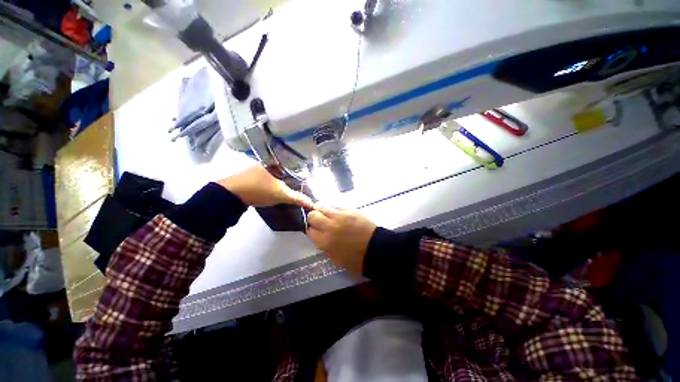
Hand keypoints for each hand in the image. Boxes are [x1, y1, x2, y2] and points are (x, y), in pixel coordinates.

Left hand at [218, 166, 312, 207]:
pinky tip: (276, 191)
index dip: (300, 171)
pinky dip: (273, 185)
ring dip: (282, 182)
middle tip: (301, 185)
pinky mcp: (249, 180)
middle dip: (292, 177)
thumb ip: (298, 198)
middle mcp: (265, 163)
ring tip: (292, 189)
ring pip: (274, 175)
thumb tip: (312, 203)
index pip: (291, 164)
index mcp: (273, 162)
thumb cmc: (259, 189)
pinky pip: (267, 181)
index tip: (307, 178)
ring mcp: (256, 171)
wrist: (230, 195)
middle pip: (283, 170)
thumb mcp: (281, 194)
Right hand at [307, 206, 376, 274]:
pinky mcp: (350, 210)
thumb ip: (324, 246)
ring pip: (323, 206)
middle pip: (313, 215)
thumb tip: (319, 236)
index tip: (314, 230)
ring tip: (326, 214)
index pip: (309, 230)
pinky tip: (336, 212)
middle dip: (313, 218)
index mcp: (325, 242)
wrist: (376, 249)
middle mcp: (330, 226)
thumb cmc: (356, 259)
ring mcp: (340, 216)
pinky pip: (336, 205)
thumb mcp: (335, 259)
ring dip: (322, 210)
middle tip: (318, 221)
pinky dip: (333, 208)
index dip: (311, 229)